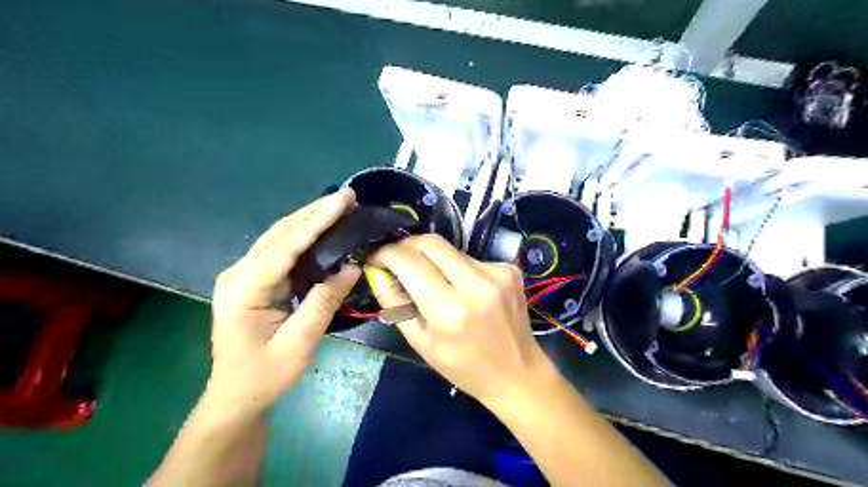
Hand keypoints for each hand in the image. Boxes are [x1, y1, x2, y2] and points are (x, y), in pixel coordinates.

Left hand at [208, 188, 362, 414]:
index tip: (342, 199)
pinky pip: (281, 250)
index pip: (285, 245)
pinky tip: (322, 228)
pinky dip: (304, 236)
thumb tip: (352, 267)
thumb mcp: (298, 343)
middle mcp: (239, 273)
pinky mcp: (253, 280)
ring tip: (339, 205)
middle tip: (346, 195)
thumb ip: (323, 302)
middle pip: (280, 233)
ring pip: (280, 237)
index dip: (317, 220)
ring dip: (309, 220)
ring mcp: (244, 275)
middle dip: (314, 212)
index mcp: (244, 288)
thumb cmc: (264, 375)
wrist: (235, 397)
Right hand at [370, 233, 551, 404]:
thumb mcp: (421, 343)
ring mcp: (497, 272)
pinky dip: (456, 267)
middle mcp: (476, 284)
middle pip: (430, 242)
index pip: (409, 262)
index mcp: (450, 310)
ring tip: (431, 280)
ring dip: (432, 258)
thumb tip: (377, 272)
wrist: (518, 373)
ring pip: (450, 249)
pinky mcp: (509, 269)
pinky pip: (470, 258)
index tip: (375, 257)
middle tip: (396, 259)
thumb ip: (395, 305)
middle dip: (406, 245)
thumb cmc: (464, 367)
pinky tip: (461, 288)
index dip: (386, 253)